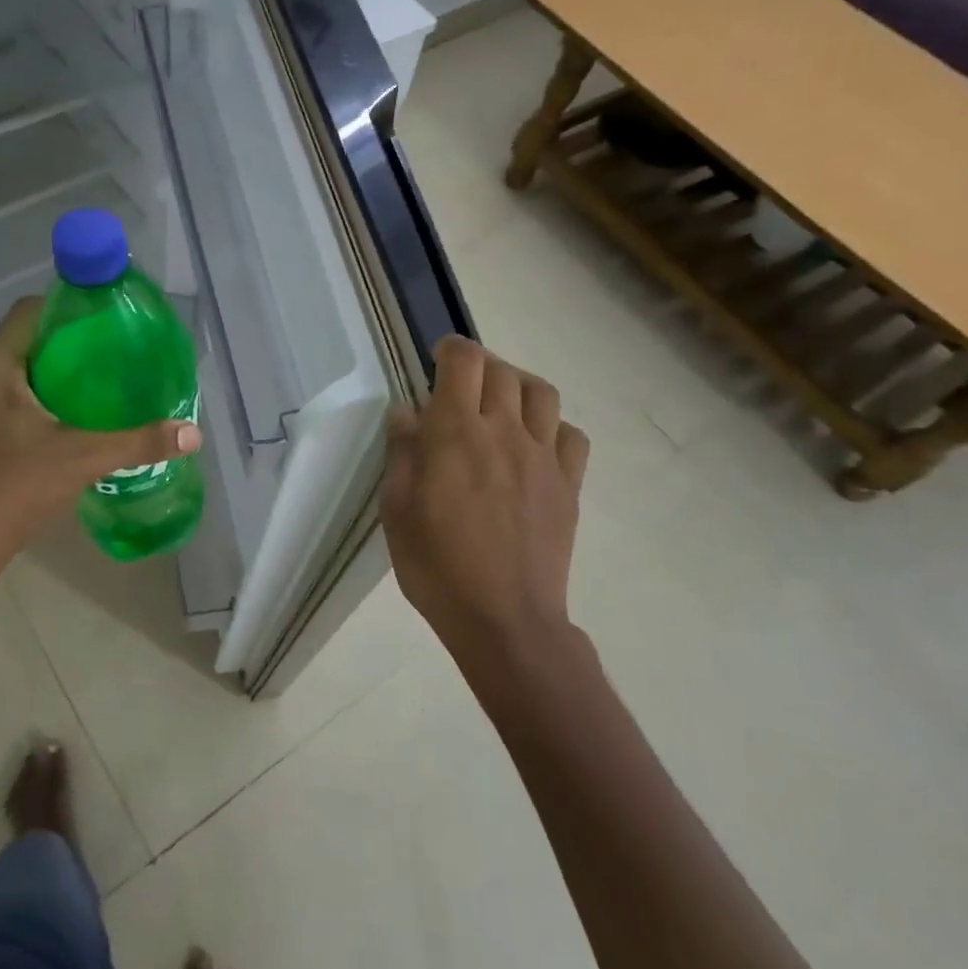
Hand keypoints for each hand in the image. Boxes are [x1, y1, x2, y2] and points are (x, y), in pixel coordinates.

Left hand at [0, 297, 201, 566]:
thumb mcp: (86, 457)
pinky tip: (67, 414)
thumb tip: (192, 434)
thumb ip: (140, 441)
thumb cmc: (19, 486)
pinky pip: (5, 394)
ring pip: (13, 369)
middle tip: (110, 350)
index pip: (27, 312)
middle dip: (65, 341)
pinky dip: (35, 394)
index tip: (103, 318)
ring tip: (96, 380)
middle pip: (23, 340)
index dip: (65, 306)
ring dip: (50, 370)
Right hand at [382, 336, 589, 661]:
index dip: (450, 349)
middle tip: (460, 388)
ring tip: (500, 405)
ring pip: (542, 392)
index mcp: (456, 432)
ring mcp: (543, 456)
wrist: (504, 619)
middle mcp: (504, 431)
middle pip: (501, 370)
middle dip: (478, 366)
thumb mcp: (396, 509)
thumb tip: (407, 411)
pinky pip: (571, 435)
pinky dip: (551, 427)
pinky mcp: (568, 484)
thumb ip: (402, 452)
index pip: (463, 361)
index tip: (436, 360)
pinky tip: (534, 445)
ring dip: (517, 386)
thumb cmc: (437, 566)